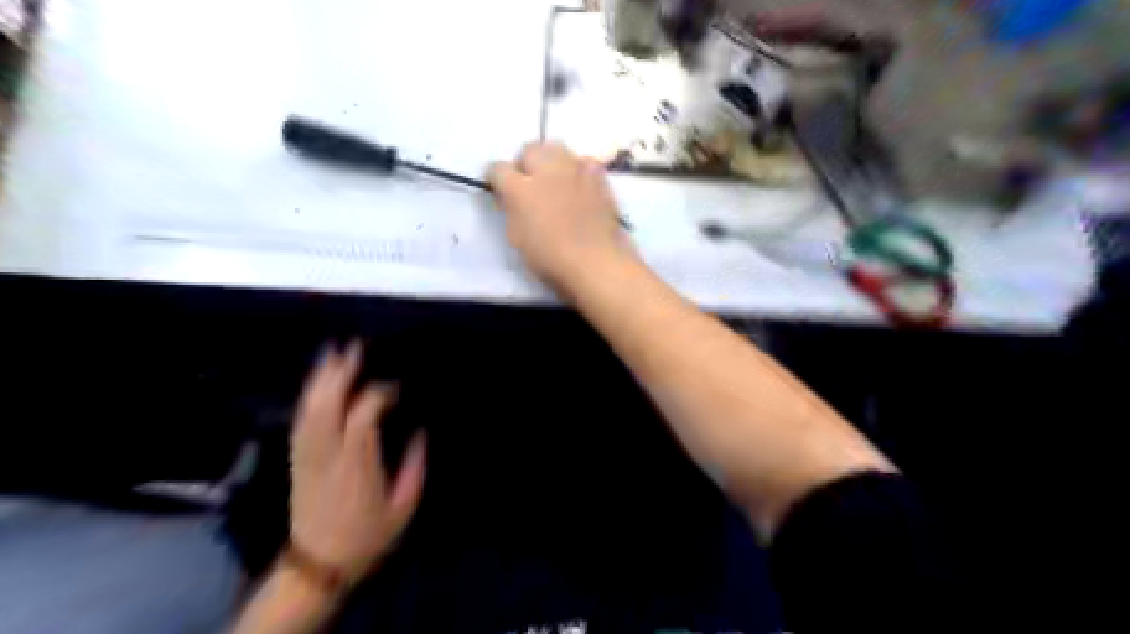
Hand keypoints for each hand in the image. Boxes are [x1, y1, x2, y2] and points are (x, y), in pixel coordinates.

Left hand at [286, 343, 425, 584]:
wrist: (318, 565)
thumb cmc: (368, 535)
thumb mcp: (404, 506)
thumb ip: (414, 465)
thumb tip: (419, 431)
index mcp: (357, 466)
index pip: (362, 417)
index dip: (377, 395)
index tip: (395, 388)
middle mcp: (328, 456)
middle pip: (328, 406)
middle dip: (340, 373)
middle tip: (354, 346)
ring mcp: (307, 457)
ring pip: (310, 410)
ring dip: (320, 379)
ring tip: (332, 353)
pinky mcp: (297, 460)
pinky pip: (300, 422)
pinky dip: (308, 398)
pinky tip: (316, 383)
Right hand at [489, 142, 634, 292]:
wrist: (597, 263)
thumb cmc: (551, 259)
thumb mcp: (517, 238)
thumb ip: (512, 211)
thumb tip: (511, 199)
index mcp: (520, 189)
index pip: (498, 169)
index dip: (496, 179)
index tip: (500, 191)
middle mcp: (547, 171)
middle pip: (529, 149)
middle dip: (525, 163)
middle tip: (528, 185)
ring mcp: (575, 170)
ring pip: (557, 148)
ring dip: (551, 161)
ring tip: (554, 181)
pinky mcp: (598, 176)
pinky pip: (583, 161)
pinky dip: (577, 169)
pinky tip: (579, 186)